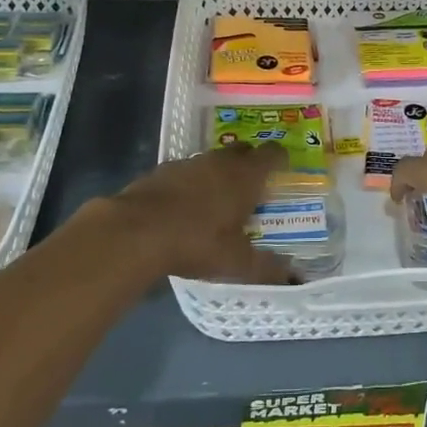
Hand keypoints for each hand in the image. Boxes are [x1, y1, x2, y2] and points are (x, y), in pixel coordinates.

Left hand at [105, 143, 293, 283]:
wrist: (135, 231)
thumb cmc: (196, 242)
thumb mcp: (235, 262)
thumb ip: (266, 267)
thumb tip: (291, 276)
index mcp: (245, 176)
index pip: (272, 154)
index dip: (280, 159)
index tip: (282, 171)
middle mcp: (220, 161)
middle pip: (242, 150)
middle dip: (249, 163)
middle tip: (252, 188)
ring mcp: (188, 162)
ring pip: (212, 160)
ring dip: (218, 173)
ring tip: (217, 200)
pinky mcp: (161, 170)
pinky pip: (185, 171)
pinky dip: (190, 183)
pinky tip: (184, 208)